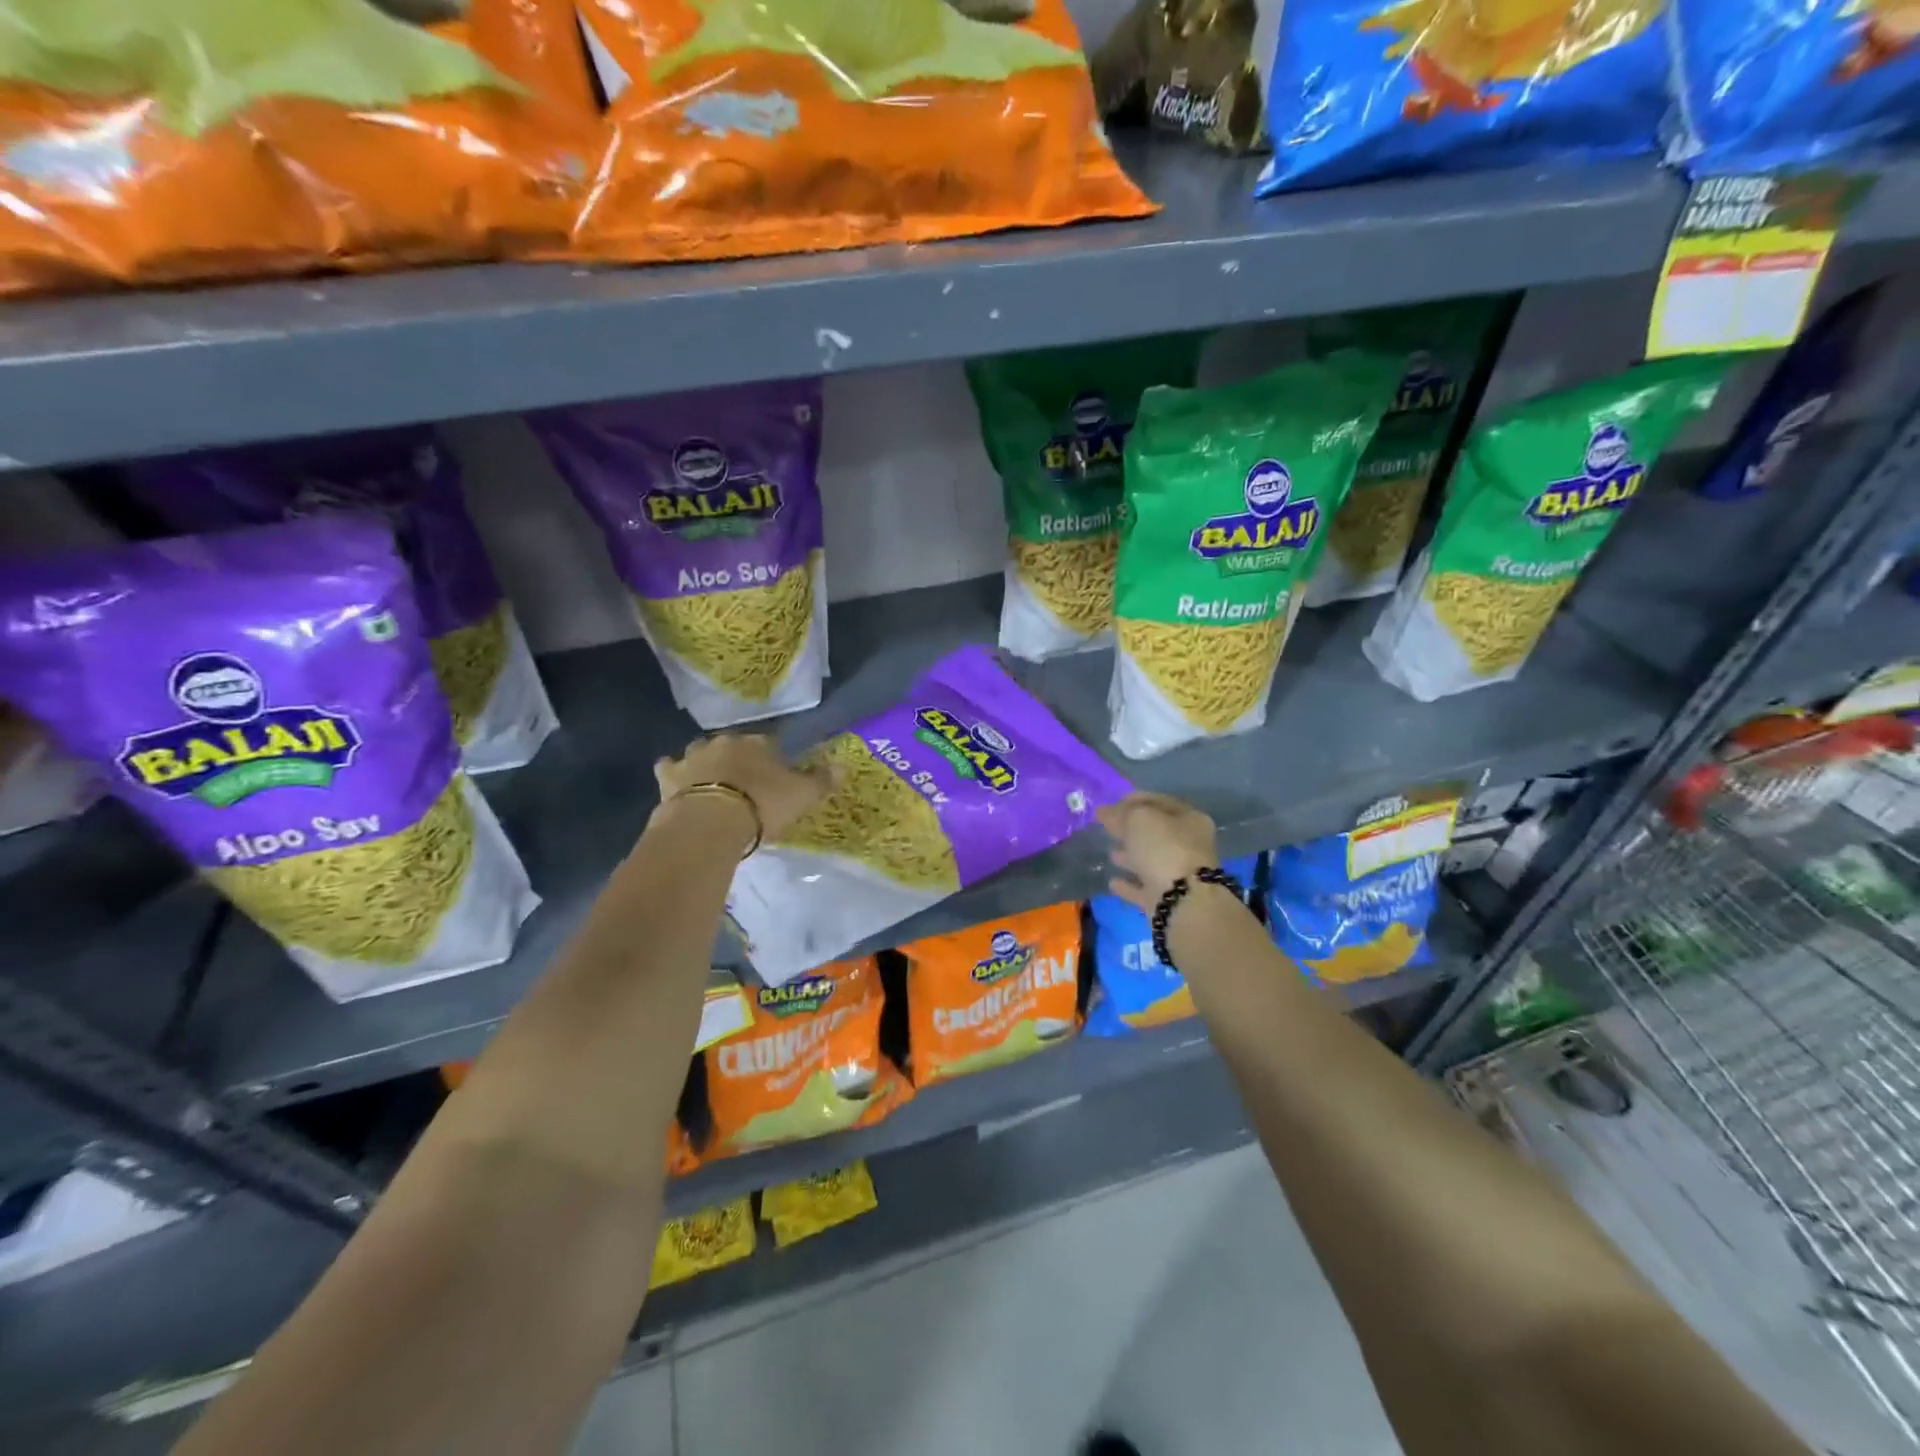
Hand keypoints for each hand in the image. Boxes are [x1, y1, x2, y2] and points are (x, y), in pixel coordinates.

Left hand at [654, 733, 834, 841]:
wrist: (711, 821)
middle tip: (744, 782)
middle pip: (733, 745)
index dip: (772, 759)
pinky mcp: (669, 776)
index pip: (769, 743)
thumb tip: (846, 765)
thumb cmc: (762, 805)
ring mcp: (693, 756)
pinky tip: (677, 784)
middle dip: (737, 758)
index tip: (775, 776)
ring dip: (705, 763)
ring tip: (712, 784)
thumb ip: (822, 780)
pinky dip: (673, 773)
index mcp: (758, 742)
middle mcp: (725, 742)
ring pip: (700, 752)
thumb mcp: (802, 795)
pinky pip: (669, 768)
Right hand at [1098, 792, 1219, 909]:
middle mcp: (1189, 847)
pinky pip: (1144, 888)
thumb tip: (1105, 811)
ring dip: (1131, 857)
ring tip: (1110, 853)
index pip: (1161, 802)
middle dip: (1132, 829)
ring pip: (1151, 861)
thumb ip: (1121, 812)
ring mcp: (1179, 876)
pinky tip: (1113, 882)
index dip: (1137, 799)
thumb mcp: (1139, 819)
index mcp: (1190, 820)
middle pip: (1156, 833)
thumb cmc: (1165, 849)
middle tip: (1108, 826)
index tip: (1114, 801)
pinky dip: (1129, 885)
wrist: (1183, 902)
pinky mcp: (1167, 900)